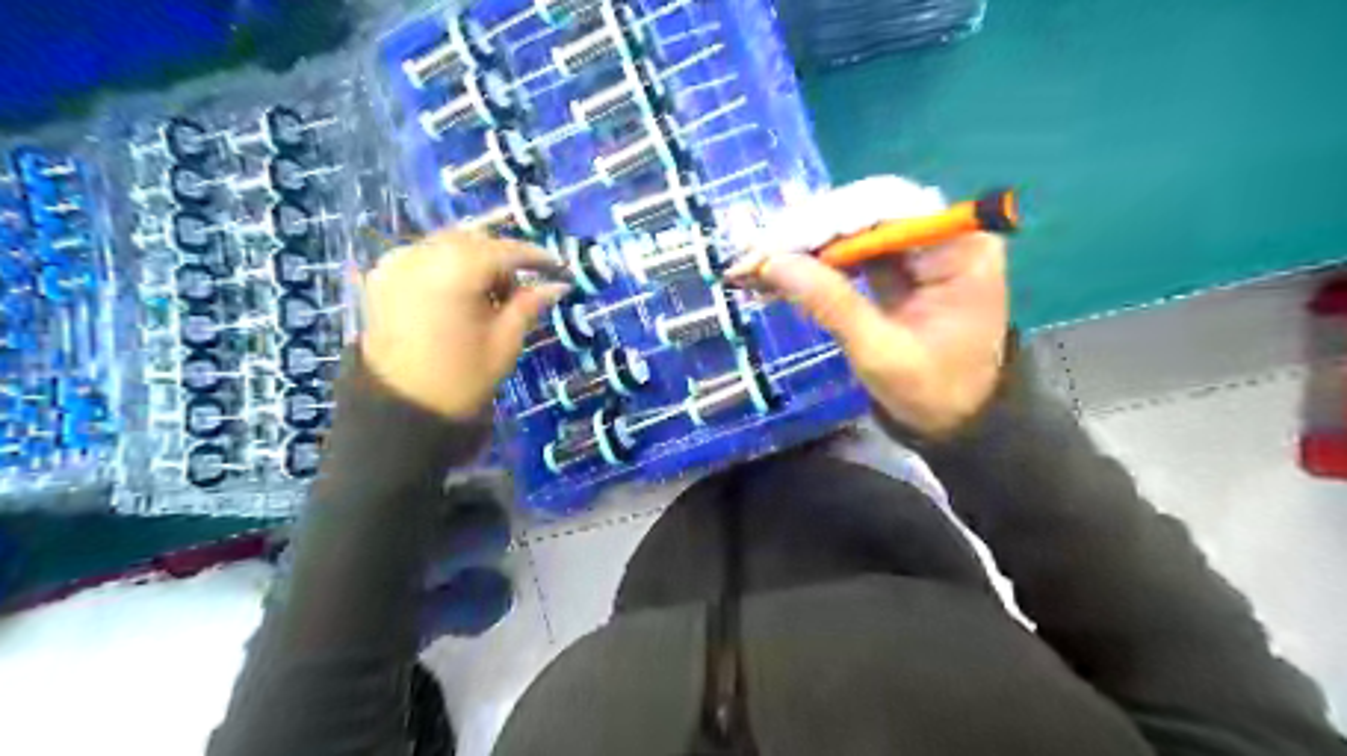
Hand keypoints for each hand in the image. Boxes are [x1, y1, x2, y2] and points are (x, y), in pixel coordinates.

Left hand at [357, 231, 567, 417]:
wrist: (400, 410)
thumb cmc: (462, 379)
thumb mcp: (505, 342)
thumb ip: (529, 305)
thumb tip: (557, 285)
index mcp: (455, 271)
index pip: (505, 250)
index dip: (536, 257)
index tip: (558, 269)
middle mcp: (421, 255)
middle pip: (474, 241)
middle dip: (501, 259)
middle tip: (521, 290)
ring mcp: (396, 263)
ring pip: (447, 245)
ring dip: (474, 261)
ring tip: (489, 297)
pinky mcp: (381, 277)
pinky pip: (423, 257)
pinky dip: (446, 266)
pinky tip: (458, 295)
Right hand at [728, 174, 1008, 437]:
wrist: (959, 419)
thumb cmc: (931, 392)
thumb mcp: (880, 353)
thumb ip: (831, 303)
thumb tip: (771, 264)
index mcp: (959, 247)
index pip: (882, 208)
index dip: (820, 223)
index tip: (768, 247)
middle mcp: (943, 232)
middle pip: (863, 210)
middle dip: (803, 233)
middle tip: (749, 257)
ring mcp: (920, 245)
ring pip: (850, 225)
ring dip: (800, 244)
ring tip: (752, 265)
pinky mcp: (900, 262)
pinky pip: (849, 248)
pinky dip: (812, 260)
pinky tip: (777, 271)